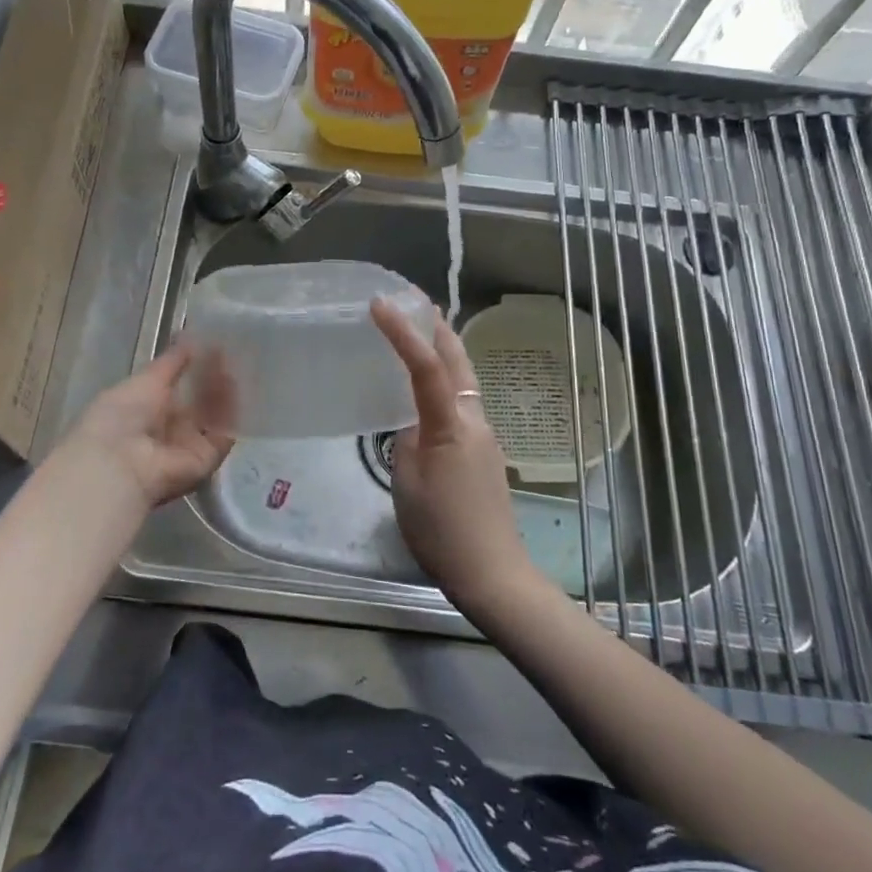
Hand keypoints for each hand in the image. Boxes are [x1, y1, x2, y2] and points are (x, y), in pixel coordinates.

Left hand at [54, 341, 234, 513]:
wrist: (118, 462)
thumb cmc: (122, 415)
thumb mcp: (146, 379)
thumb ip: (172, 361)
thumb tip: (190, 334)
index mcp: (147, 410)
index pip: (178, 387)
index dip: (196, 368)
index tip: (213, 346)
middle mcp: (169, 429)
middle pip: (199, 403)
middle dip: (213, 380)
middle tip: (231, 353)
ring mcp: (189, 446)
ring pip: (214, 417)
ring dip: (224, 392)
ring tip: (236, 365)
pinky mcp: (207, 460)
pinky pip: (224, 434)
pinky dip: (231, 413)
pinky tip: (237, 387)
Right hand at [370, 298, 541, 616]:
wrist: (492, 571)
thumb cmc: (442, 529)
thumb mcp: (407, 482)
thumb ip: (406, 441)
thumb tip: (412, 424)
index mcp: (451, 424)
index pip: (425, 366)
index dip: (403, 331)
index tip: (380, 303)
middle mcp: (474, 419)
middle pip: (458, 360)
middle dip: (437, 326)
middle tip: (414, 301)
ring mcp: (485, 435)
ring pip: (465, 379)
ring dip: (444, 350)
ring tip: (420, 332)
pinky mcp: (485, 452)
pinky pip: (464, 401)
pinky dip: (447, 379)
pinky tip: (430, 388)